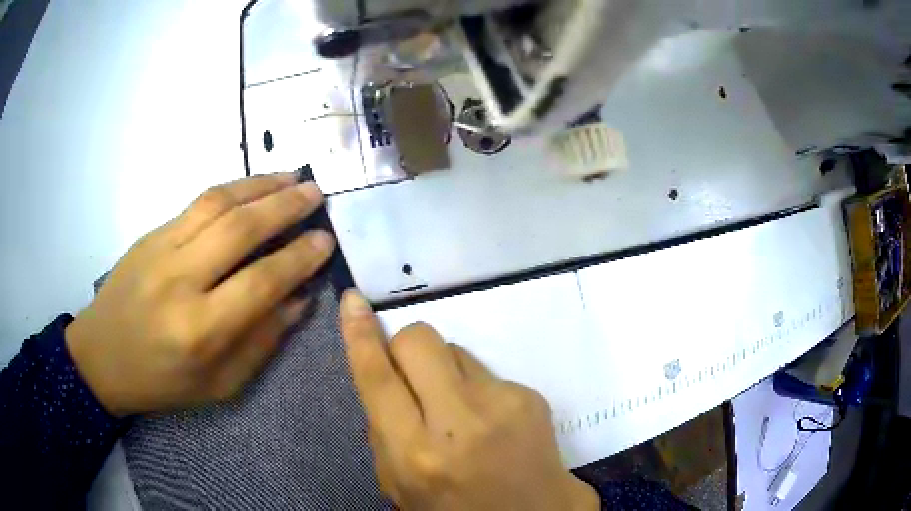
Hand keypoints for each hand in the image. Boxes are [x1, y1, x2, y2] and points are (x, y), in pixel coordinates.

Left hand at [65, 173, 334, 416]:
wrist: (102, 356)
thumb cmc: (163, 381)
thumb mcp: (220, 384)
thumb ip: (262, 342)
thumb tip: (299, 299)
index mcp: (200, 330)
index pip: (261, 282)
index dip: (299, 258)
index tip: (325, 240)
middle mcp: (180, 281)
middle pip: (240, 229)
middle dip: (285, 206)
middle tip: (316, 193)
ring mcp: (161, 249)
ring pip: (217, 203)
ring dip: (260, 185)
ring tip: (291, 176)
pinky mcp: (151, 234)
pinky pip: (197, 203)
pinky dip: (232, 189)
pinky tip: (252, 186)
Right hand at [339, 291, 598, 510]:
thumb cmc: (457, 508)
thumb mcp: (400, 484)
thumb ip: (383, 433)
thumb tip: (383, 377)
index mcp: (415, 453)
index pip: (377, 378)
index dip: (360, 336)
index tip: (353, 303)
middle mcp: (457, 423)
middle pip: (418, 341)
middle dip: (405, 347)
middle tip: (412, 376)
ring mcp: (500, 404)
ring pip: (454, 350)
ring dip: (444, 371)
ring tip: (458, 410)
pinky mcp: (530, 395)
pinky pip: (485, 371)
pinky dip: (476, 388)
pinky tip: (489, 419)